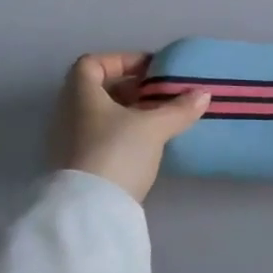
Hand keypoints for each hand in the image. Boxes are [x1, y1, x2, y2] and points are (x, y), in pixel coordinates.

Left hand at [50, 52, 209, 203]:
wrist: (89, 212)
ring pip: (99, 116)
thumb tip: (204, 94)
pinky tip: (145, 146)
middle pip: (96, 90)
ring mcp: (68, 143)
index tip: (149, 70)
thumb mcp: (154, 127)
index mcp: (80, 95)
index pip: (91, 63)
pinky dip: (120, 135)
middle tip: (158, 95)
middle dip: (129, 89)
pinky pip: (98, 138)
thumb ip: (178, 108)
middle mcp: (68, 114)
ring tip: (157, 120)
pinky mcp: (75, 168)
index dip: (120, 60)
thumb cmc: (116, 152)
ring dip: (127, 113)